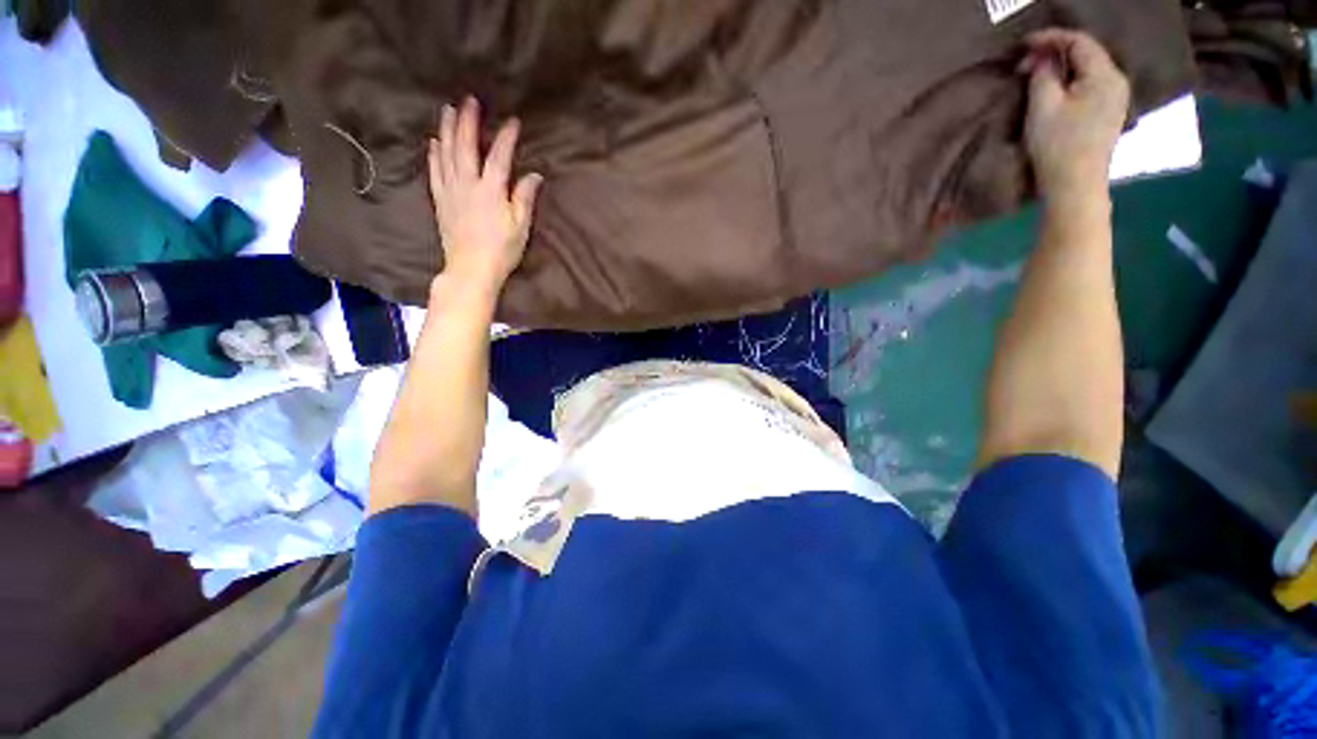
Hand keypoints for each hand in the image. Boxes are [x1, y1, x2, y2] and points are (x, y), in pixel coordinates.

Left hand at [429, 97, 542, 297]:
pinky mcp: (440, 201)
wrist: (471, 269)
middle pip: (465, 146)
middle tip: (469, 100)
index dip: (506, 137)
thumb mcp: (520, 227)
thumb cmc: (501, 250)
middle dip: (467, 121)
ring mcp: (450, 191)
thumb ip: (525, 198)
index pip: (499, 157)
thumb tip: (533, 175)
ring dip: (447, 129)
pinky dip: (434, 154)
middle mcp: (467, 184)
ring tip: (447, 110)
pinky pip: (434, 171)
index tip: (513, 121)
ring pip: (446, 153)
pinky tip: (434, 142)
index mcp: (491, 191)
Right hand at [1019, 30, 1130, 200]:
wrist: (1075, 186)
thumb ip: (1043, 74)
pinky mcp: (1108, 114)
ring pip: (1087, 70)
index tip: (1023, 44)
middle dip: (1054, 53)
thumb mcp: (1043, 106)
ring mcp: (1115, 99)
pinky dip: (1069, 82)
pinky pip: (1088, 85)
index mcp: (1105, 75)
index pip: (1079, 41)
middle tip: (1024, 65)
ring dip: (1060, 69)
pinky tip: (1052, 90)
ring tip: (1035, 77)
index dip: (1050, 38)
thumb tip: (1042, 58)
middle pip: (1086, 54)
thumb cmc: (1058, 146)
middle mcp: (1117, 81)